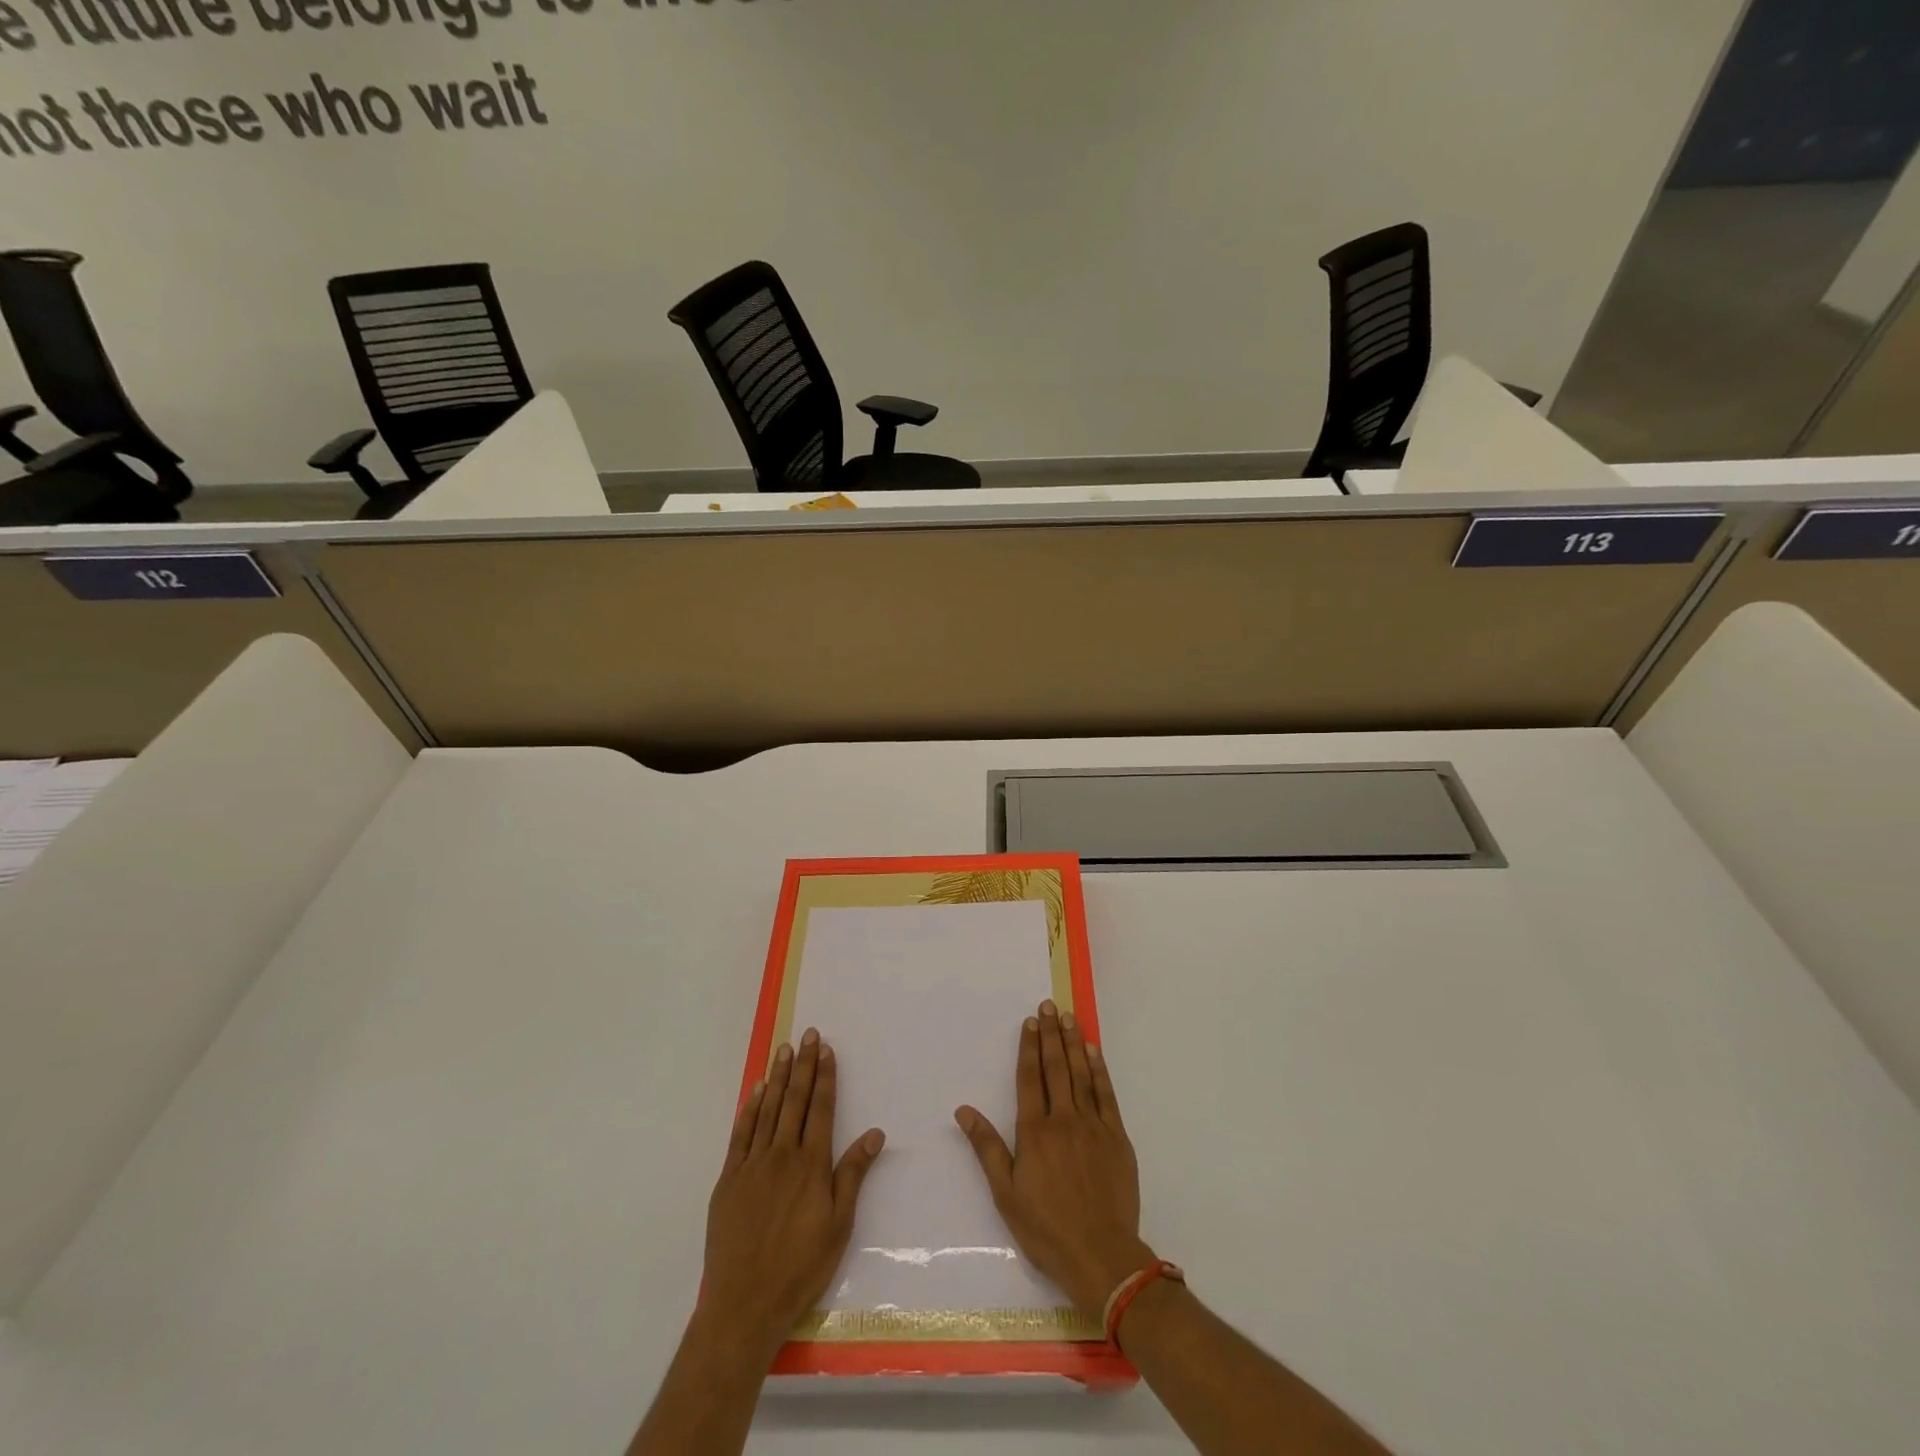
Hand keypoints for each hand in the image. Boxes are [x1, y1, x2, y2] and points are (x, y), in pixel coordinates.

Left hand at [700, 1028, 885, 1358]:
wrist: (744, 1304)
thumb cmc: (800, 1267)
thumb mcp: (839, 1225)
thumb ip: (853, 1174)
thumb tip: (875, 1133)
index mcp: (811, 1165)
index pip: (821, 1108)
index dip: (825, 1077)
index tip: (826, 1049)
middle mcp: (782, 1155)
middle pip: (795, 1100)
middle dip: (803, 1065)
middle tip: (807, 1034)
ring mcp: (752, 1165)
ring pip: (768, 1110)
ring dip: (778, 1077)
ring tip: (784, 1049)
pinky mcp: (729, 1179)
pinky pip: (741, 1134)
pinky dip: (750, 1108)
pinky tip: (756, 1090)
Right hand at [954, 1000, 1154, 1319]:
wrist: (1102, 1256)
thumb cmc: (1046, 1229)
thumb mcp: (1006, 1193)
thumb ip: (986, 1147)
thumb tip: (963, 1110)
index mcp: (1034, 1131)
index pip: (1030, 1078)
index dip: (1029, 1047)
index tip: (1029, 1022)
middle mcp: (1063, 1119)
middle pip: (1055, 1067)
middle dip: (1050, 1034)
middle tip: (1048, 1005)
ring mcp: (1093, 1125)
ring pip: (1081, 1074)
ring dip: (1073, 1043)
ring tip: (1068, 1017)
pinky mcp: (1117, 1137)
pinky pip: (1106, 1094)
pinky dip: (1099, 1069)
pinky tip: (1093, 1052)